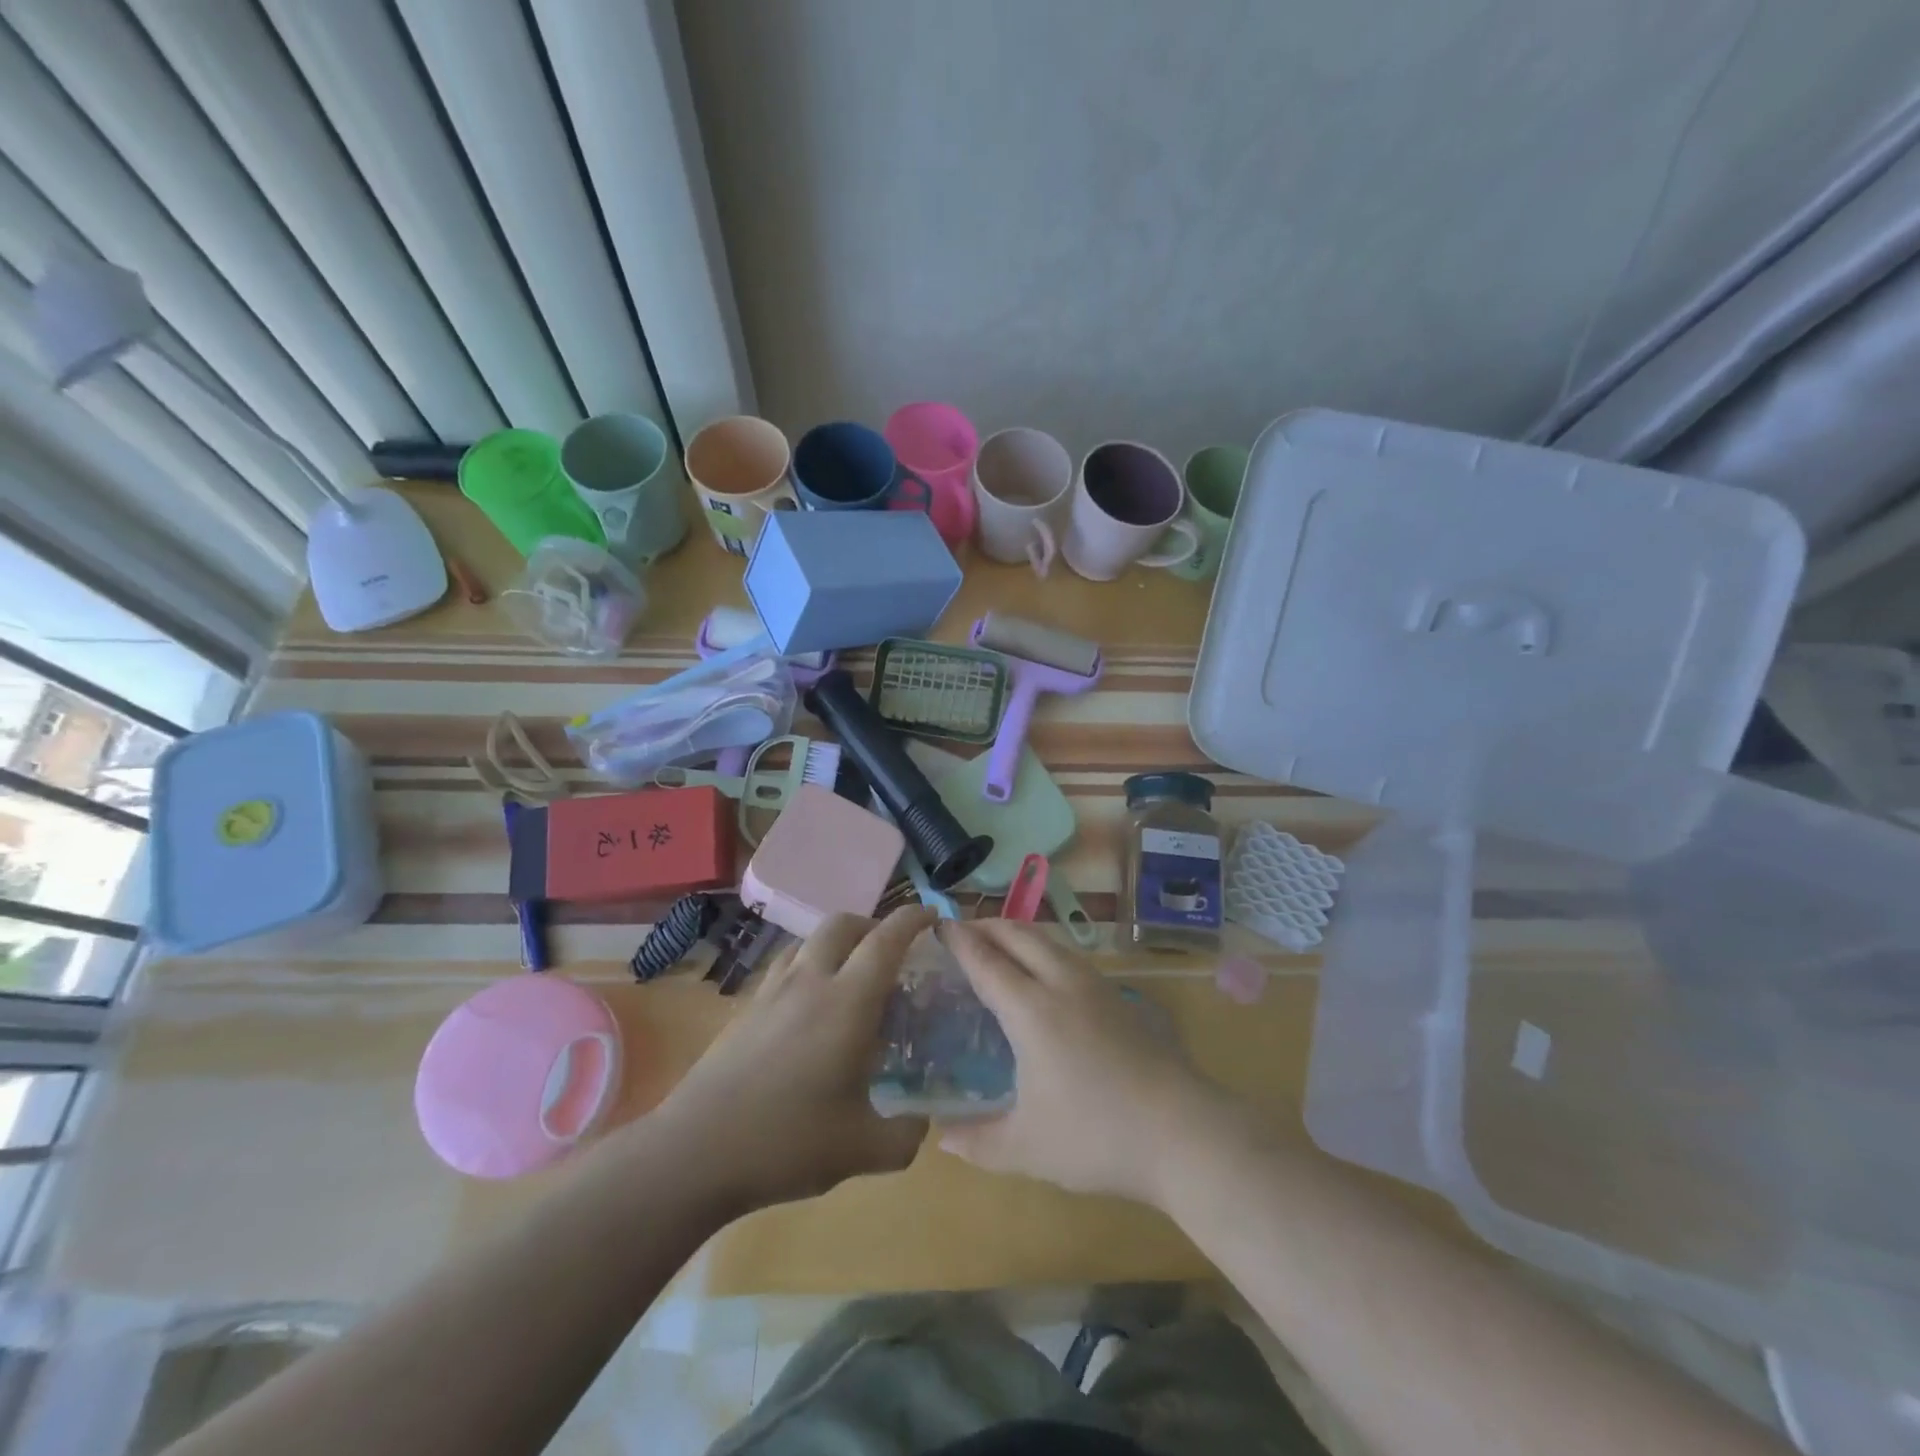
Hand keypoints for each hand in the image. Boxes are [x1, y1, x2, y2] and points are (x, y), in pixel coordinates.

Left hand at [650, 907, 934, 1213]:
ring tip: (850, 976)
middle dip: (872, 924)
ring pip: (808, 941)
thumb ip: (905, 1136)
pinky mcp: (745, 1009)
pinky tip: (809, 1009)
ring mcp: (771, 992)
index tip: (933, 915)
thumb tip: (923, 1123)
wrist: (694, 1152)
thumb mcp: (861, 1150)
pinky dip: (808, 967)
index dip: (912, 919)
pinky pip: (785, 967)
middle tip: (891, 951)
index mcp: (847, 1002)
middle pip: (842, 924)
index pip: (886, 940)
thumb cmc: (786, 1143)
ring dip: (837, 943)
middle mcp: (810, 982)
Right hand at [936, 919, 1231, 1207]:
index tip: (938, 926)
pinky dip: (1043, 950)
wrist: (1183, 1133)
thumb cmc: (1096, 1137)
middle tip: (961, 932)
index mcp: (1031, 1010)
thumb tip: (940, 1136)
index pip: (986, 961)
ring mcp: (1095, 986)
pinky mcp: (1119, 998)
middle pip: (1018, 935)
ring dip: (1017, 934)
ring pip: (1048, 940)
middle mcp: (1061, 984)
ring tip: (998, 947)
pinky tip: (1043, 976)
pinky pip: (1068, 956)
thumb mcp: (1026, 1148)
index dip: (959, 940)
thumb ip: (977, 1141)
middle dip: (986, 925)